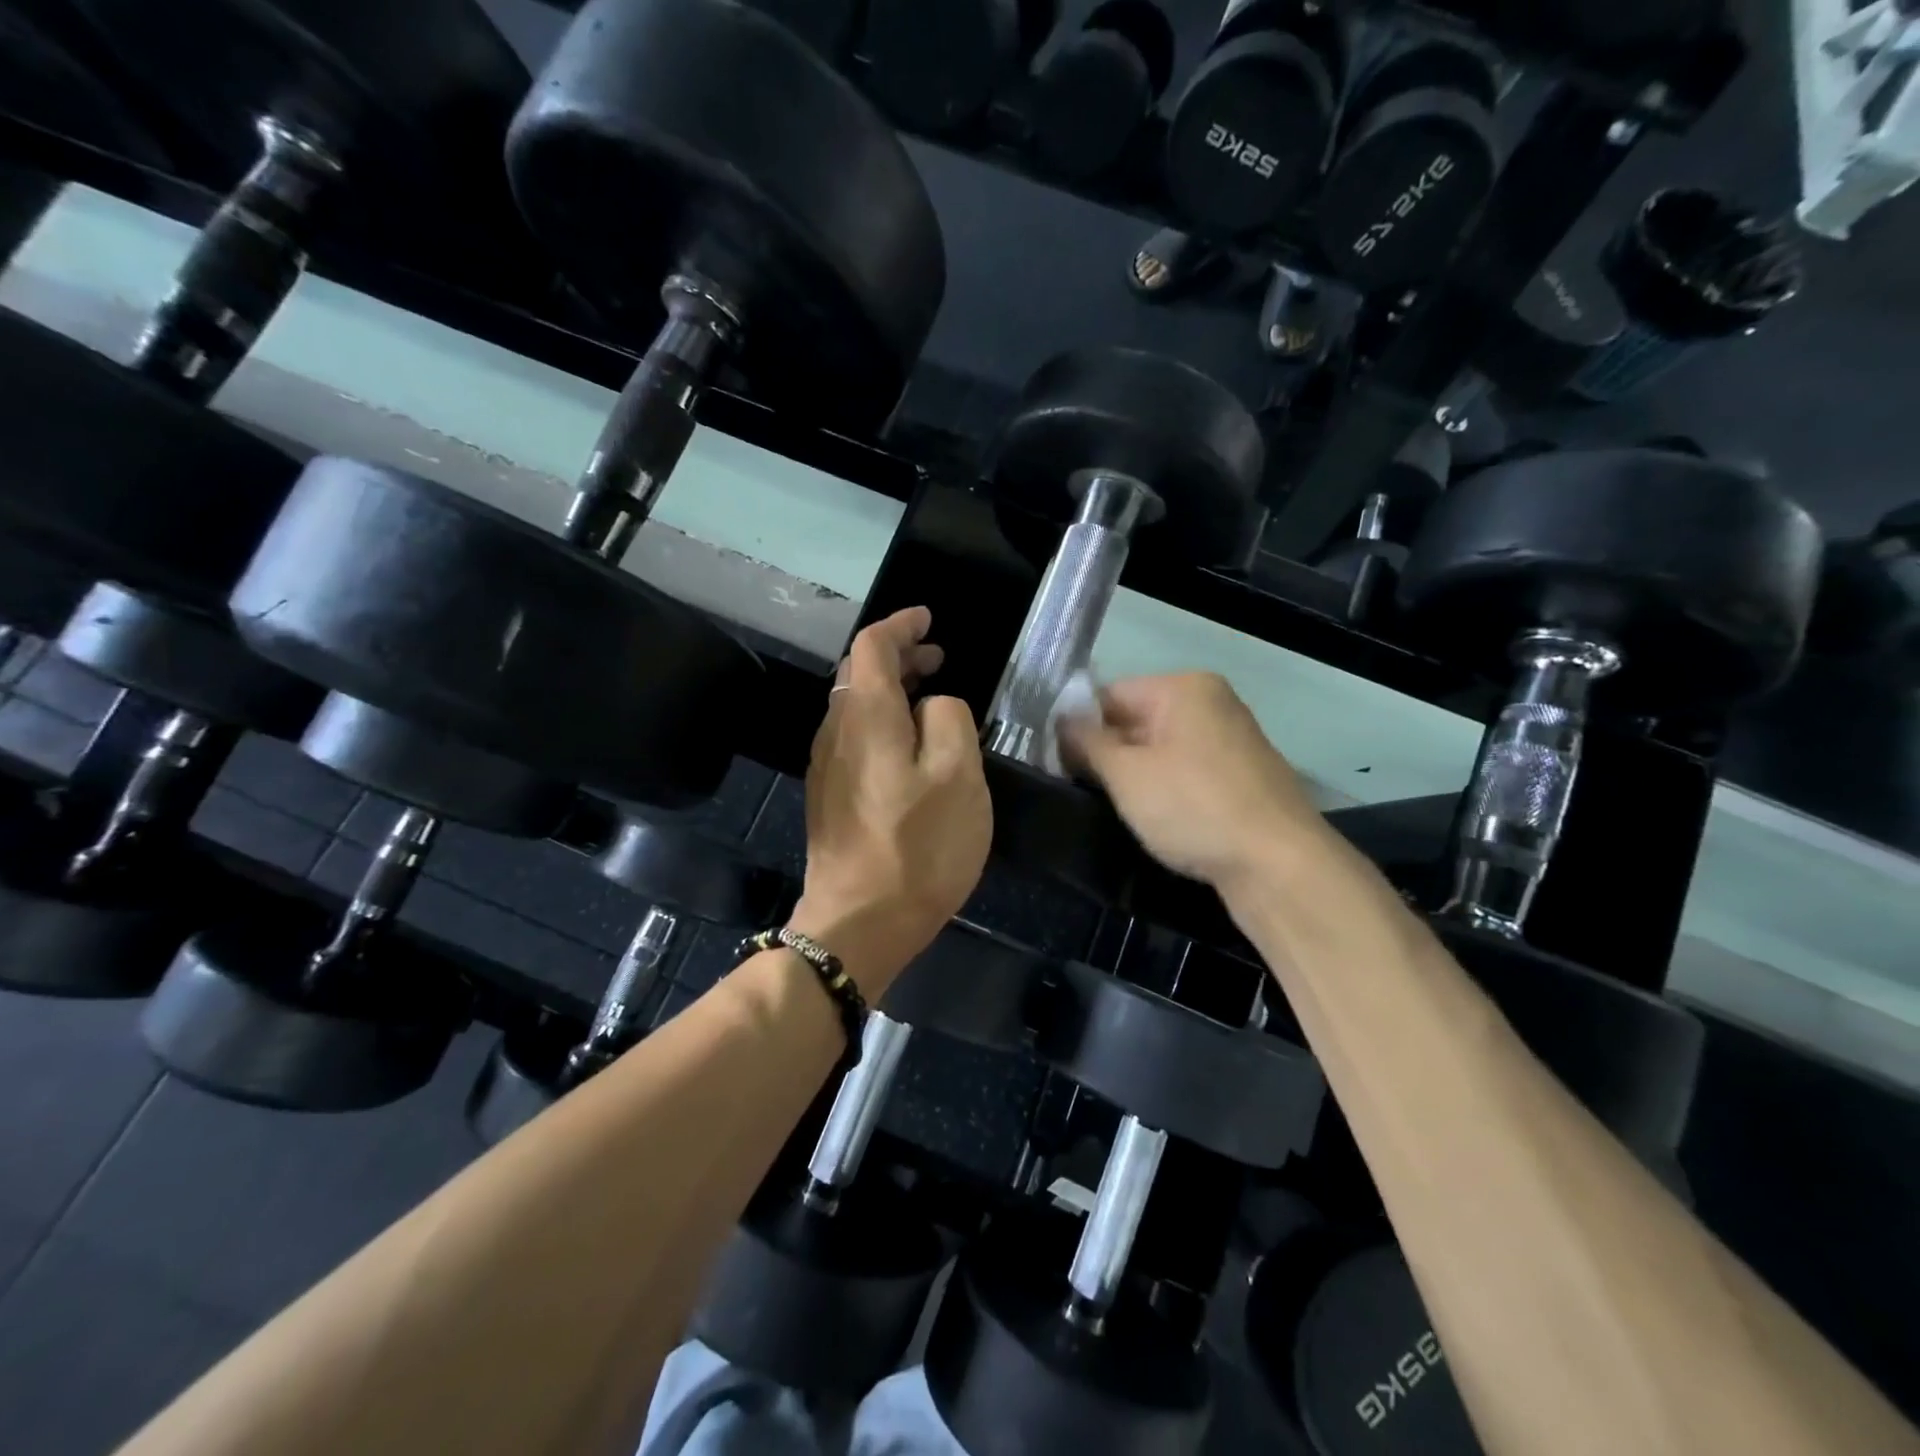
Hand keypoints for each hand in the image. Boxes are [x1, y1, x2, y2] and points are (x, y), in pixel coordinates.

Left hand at [792, 607, 991, 995]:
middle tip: (938, 658)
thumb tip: (932, 704)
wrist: (859, 922)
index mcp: (866, 716)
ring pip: (853, 706)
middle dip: (897, 656)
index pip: (873, 645)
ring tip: (928, 696)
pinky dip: (881, 721)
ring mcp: (825, 766)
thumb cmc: (918, 847)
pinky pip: (852, 736)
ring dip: (889, 690)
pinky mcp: (828, 796)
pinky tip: (907, 745)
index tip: (928, 619)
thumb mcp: (958, 775)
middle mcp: (834, 731)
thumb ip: (948, 720)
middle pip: (858, 673)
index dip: (900, 625)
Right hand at [1060, 672, 1324, 887]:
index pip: (1109, 695)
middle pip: (1136, 720)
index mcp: (1184, 688)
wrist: (1279, 866)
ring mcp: (1232, 740)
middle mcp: (1212, 703)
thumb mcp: (1126, 774)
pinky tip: (1153, 818)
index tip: (1056, 763)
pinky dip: (1164, 789)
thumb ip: (1087, 743)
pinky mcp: (1242, 777)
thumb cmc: (1194, 808)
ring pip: (1160, 749)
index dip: (1077, 727)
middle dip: (1106, 753)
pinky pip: (1186, 771)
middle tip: (1078, 788)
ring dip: (1133, 775)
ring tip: (1112, 806)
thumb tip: (1062, 721)